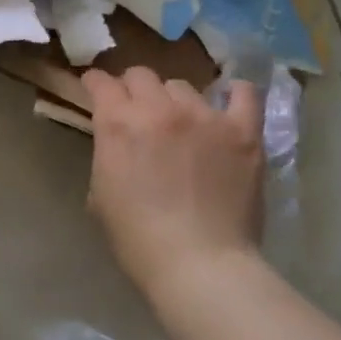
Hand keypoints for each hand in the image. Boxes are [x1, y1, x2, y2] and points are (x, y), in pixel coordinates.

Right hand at [82, 67, 266, 294]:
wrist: (198, 264)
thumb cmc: (137, 237)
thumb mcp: (100, 191)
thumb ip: (108, 152)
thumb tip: (118, 143)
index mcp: (117, 123)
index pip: (100, 82)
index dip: (95, 83)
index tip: (95, 89)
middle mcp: (158, 108)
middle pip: (141, 75)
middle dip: (133, 89)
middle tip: (137, 110)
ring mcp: (204, 116)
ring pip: (183, 86)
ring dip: (174, 100)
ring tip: (182, 123)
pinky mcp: (242, 132)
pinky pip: (245, 96)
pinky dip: (236, 94)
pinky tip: (231, 100)